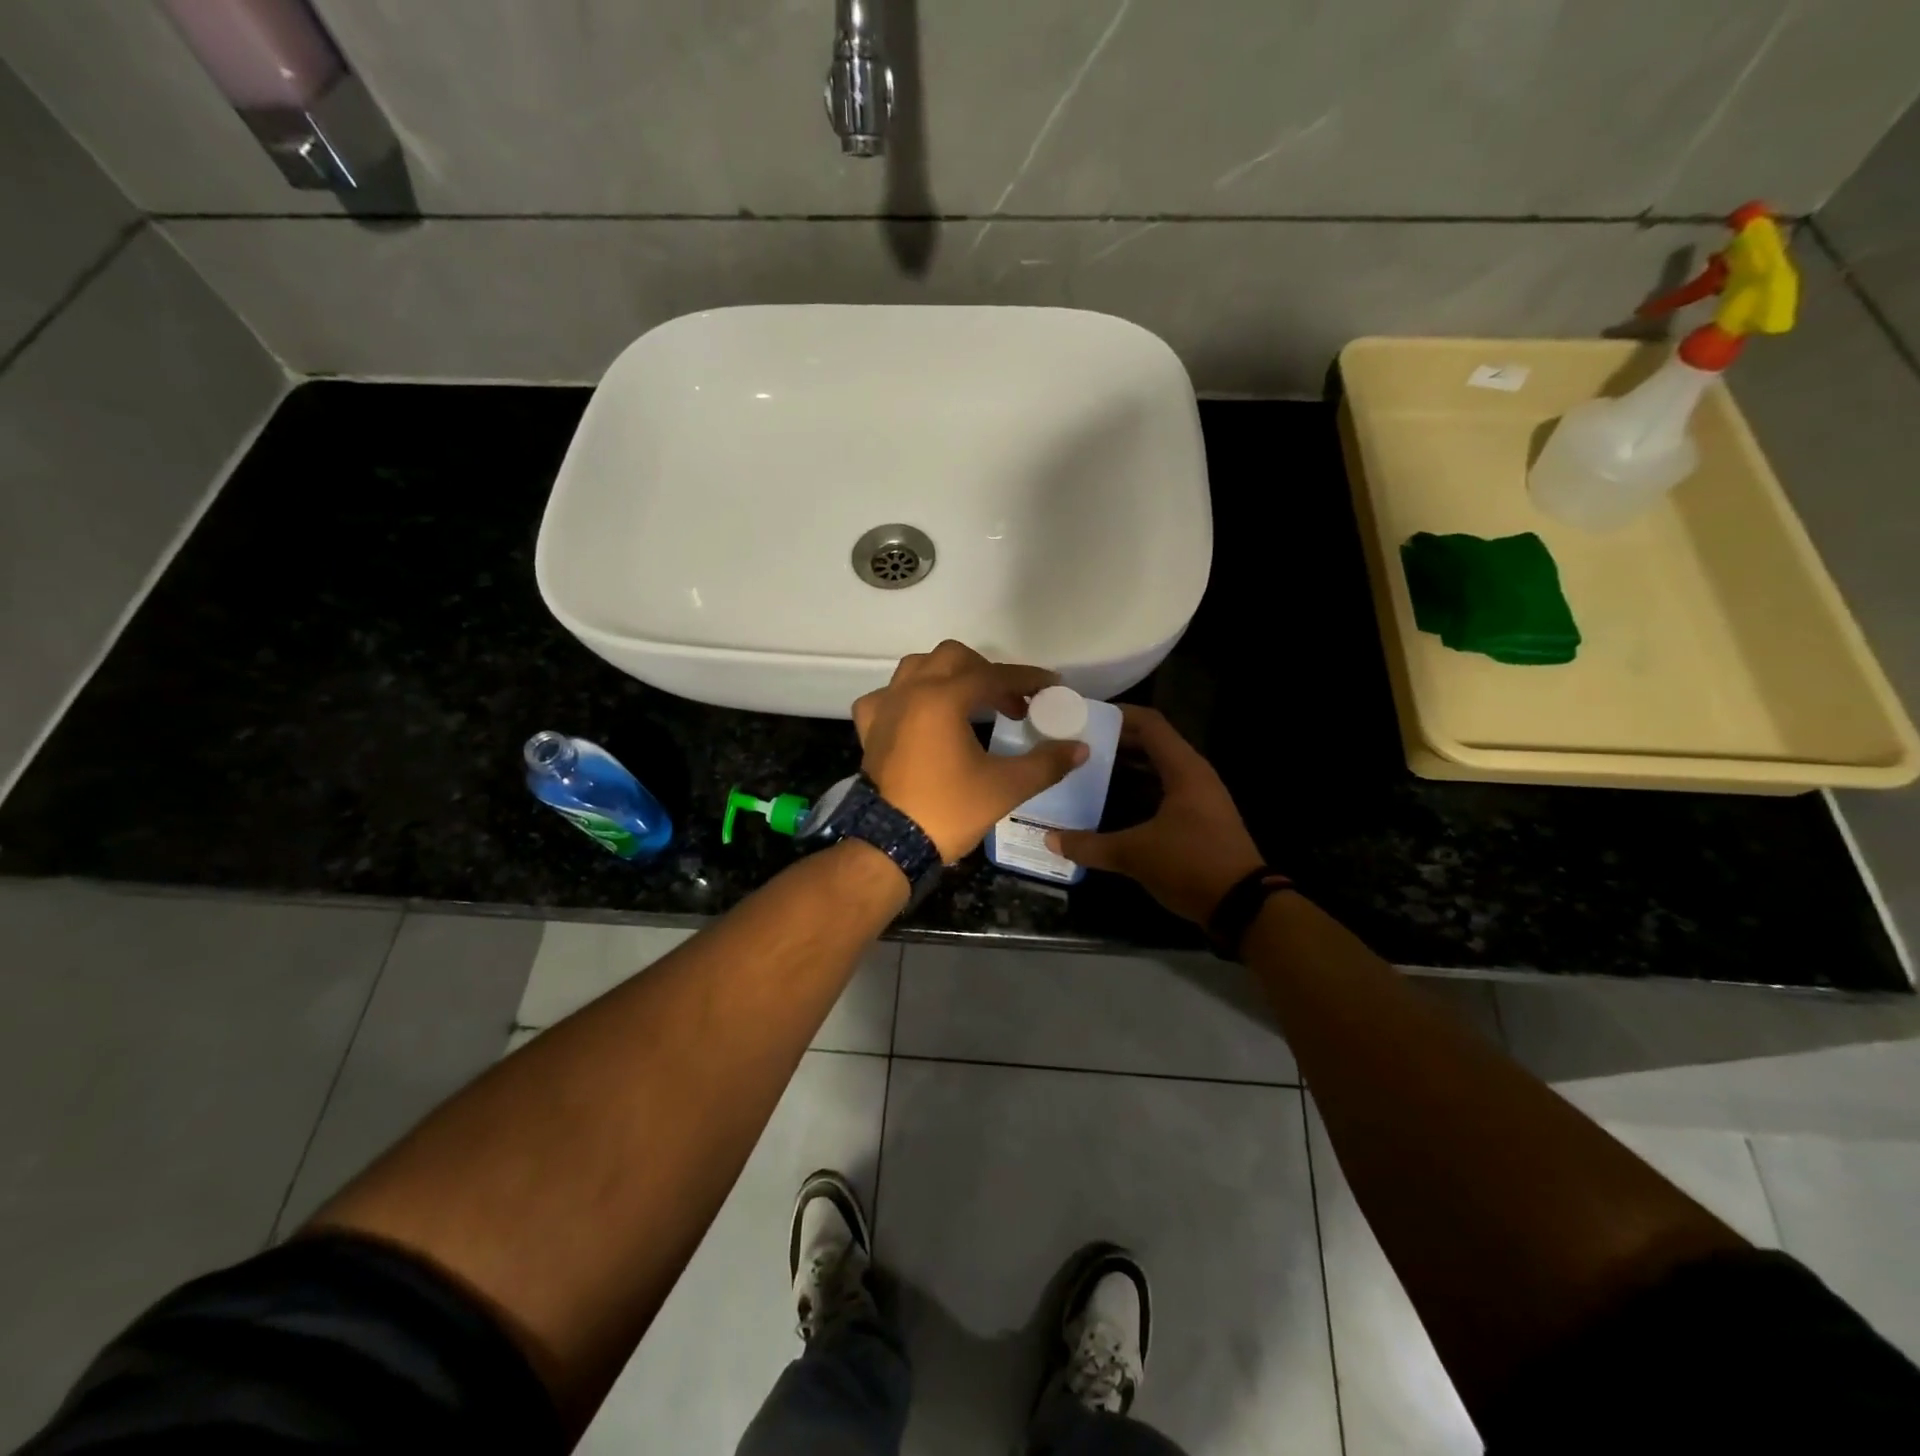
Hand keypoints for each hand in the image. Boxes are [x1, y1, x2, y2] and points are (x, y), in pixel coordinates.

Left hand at [853, 641, 1088, 861]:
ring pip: (917, 667)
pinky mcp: (870, 728)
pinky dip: (908, 696)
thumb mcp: (1005, 787)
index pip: (993, 675)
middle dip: (987, 672)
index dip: (1027, 679)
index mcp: (943, 698)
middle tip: (1010, 702)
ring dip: (947, 675)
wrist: (890, 844)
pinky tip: (921, 715)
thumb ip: (1046, 763)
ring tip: (970, 701)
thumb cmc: (948, 811)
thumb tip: (1080, 748)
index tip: (1051, 686)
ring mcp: (885, 707)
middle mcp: (911, 691)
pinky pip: (888, 695)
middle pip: (954, 658)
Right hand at [1046, 706, 1263, 924]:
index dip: (1117, 715)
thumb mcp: (1134, 854)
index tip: (1083, 716)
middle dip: (1114, 742)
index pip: (1149, 724)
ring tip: (1086, 770)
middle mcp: (1194, 775)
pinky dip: (1136, 790)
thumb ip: (1090, 845)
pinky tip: (1109, 803)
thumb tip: (1049, 839)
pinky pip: (1161, 791)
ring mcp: (1198, 798)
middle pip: (1151, 744)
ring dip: (1125, 768)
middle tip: (1076, 745)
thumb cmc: (1190, 864)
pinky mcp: (1198, 820)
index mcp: (1184, 769)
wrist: (1243, 907)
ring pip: (1156, 769)